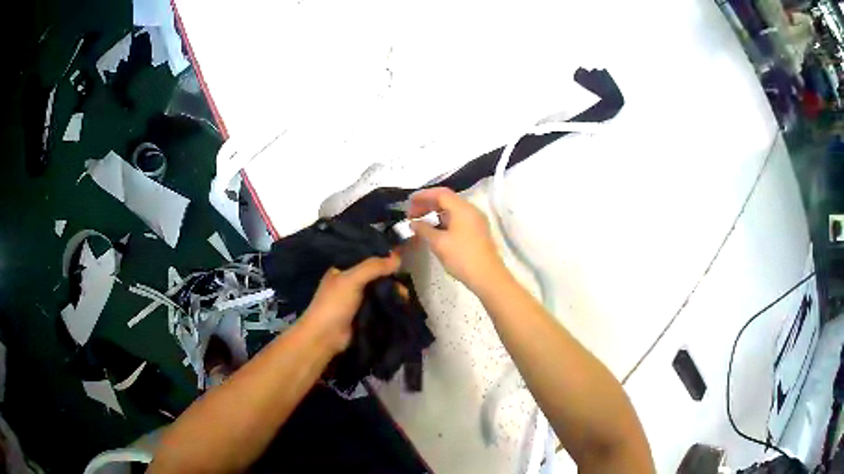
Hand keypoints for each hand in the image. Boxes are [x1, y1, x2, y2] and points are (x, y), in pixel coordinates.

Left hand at [300, 254, 400, 354]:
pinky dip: (390, 305)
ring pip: (379, 292)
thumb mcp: (351, 280)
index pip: (366, 259)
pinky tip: (402, 304)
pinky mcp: (364, 315)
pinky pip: (380, 306)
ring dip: (392, 293)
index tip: (401, 260)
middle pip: (375, 276)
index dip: (382, 259)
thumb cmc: (334, 304)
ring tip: (405, 296)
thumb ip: (373, 267)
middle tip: (405, 283)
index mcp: (342, 270)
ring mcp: (357, 301)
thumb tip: (398, 258)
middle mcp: (350, 283)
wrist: (325, 337)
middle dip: (390, 279)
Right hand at [408, 187, 505, 292]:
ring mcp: (476, 221)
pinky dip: (444, 221)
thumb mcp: (438, 243)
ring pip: (452, 210)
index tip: (409, 202)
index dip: (423, 196)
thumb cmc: (462, 257)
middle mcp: (471, 210)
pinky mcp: (477, 232)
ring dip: (435, 213)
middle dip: (428, 204)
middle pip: (447, 200)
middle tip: (411, 214)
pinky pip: (458, 219)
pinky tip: (435, 231)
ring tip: (421, 223)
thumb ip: (424, 229)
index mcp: (462, 208)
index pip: (440, 193)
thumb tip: (413, 223)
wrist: (487, 277)